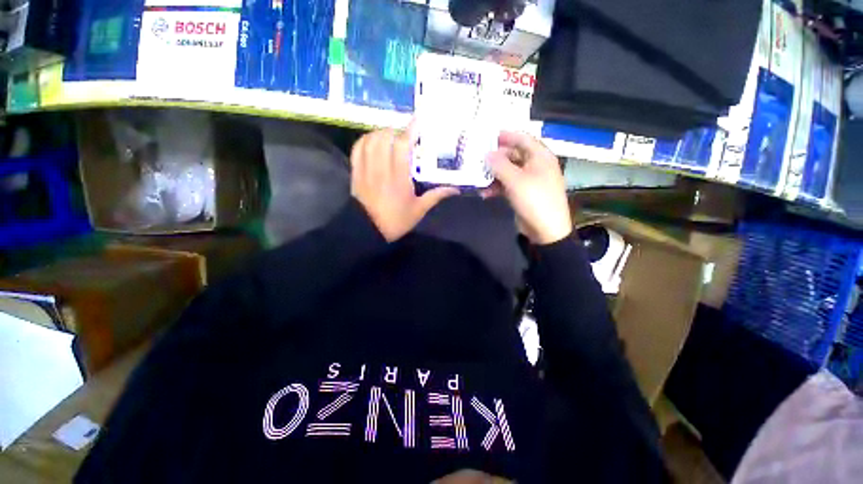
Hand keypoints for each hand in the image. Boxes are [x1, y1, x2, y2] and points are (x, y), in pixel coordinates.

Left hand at [350, 121, 458, 241]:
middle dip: (396, 130)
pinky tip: (373, 140)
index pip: (402, 146)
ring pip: (371, 140)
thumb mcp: (419, 210)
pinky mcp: (356, 171)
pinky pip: (357, 148)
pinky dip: (366, 139)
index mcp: (399, 178)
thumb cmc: (395, 220)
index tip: (418, 119)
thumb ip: (436, 196)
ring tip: (391, 136)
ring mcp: (366, 169)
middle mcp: (381, 169)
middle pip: (385, 137)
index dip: (410, 130)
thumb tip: (455, 188)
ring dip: (382, 132)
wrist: (367, 230)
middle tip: (405, 134)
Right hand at [484, 131, 571, 244]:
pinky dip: (496, 187)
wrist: (546, 230)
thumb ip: (500, 165)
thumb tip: (487, 154)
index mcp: (540, 156)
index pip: (522, 139)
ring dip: (493, 175)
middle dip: (495, 158)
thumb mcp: (515, 180)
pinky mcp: (523, 193)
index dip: (506, 136)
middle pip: (513, 155)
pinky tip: (484, 193)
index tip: (488, 136)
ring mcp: (529, 180)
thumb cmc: (534, 200)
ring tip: (477, 178)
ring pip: (508, 171)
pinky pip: (507, 185)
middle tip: (477, 159)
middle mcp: (535, 165)